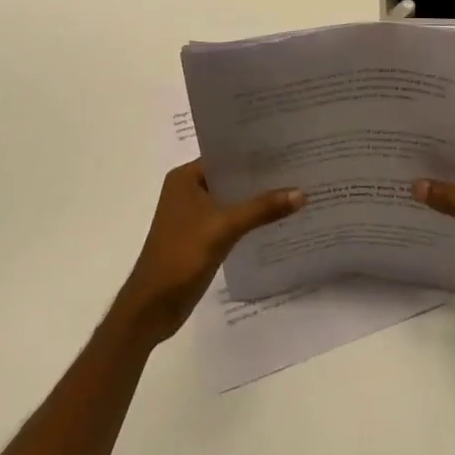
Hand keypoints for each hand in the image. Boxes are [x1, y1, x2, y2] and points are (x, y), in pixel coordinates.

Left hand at [113, 159, 303, 344]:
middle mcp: (187, 190)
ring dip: (256, 199)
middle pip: (230, 177)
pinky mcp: (199, 236)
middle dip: (260, 176)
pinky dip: (248, 219)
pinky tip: (275, 220)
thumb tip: (301, 193)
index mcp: (185, 177)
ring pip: (231, 199)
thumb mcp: (225, 228)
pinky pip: (229, 219)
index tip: (287, 148)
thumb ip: (262, 209)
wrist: (153, 306)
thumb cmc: (182, 256)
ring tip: (294, 191)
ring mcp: (193, 214)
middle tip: (298, 169)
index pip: (225, 155)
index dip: (254, 152)